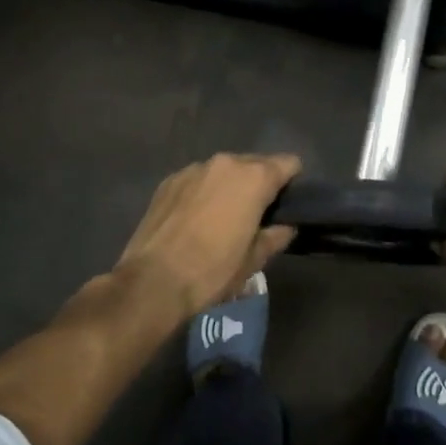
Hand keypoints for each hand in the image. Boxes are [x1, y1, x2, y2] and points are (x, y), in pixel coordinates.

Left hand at [115, 153, 301, 319]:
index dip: (293, 182)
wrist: (153, 281)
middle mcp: (225, 163)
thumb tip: (286, 227)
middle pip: (255, 163)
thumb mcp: (253, 261)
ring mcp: (194, 169)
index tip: (288, 204)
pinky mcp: (169, 180)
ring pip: (224, 171)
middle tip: (256, 215)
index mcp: (253, 178)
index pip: (289, 163)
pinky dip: (203, 192)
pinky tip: (195, 219)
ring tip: (223, 217)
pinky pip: (198, 180)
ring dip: (230, 187)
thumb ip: (275, 237)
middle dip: (260, 184)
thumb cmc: (212, 271)